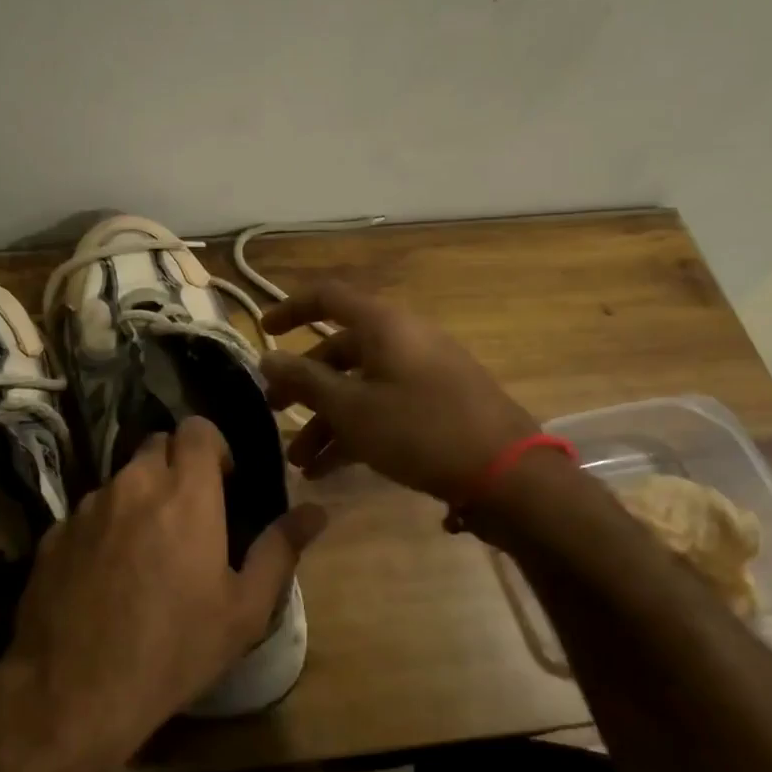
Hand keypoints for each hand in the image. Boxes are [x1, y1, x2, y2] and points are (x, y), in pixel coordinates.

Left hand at [5, 417, 327, 757]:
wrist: (75, 691)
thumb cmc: (175, 648)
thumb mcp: (244, 608)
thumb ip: (280, 549)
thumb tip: (316, 512)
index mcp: (186, 492)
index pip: (196, 428)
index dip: (211, 446)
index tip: (221, 482)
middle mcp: (133, 484)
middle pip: (156, 445)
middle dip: (175, 466)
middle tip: (188, 514)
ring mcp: (87, 506)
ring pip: (120, 480)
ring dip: (138, 498)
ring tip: (146, 551)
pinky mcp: (54, 533)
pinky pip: (87, 514)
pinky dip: (102, 528)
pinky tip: (105, 577)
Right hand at [260, 280, 539, 504]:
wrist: (507, 474)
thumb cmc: (420, 430)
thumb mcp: (352, 408)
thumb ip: (305, 380)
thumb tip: (267, 357)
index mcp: (384, 325)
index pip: (328, 298)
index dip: (291, 308)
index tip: (264, 332)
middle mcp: (403, 339)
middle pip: (340, 350)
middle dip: (303, 383)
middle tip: (275, 409)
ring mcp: (423, 372)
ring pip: (360, 386)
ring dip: (326, 420)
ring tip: (301, 461)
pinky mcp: (437, 404)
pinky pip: (383, 407)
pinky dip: (355, 431)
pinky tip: (329, 470)